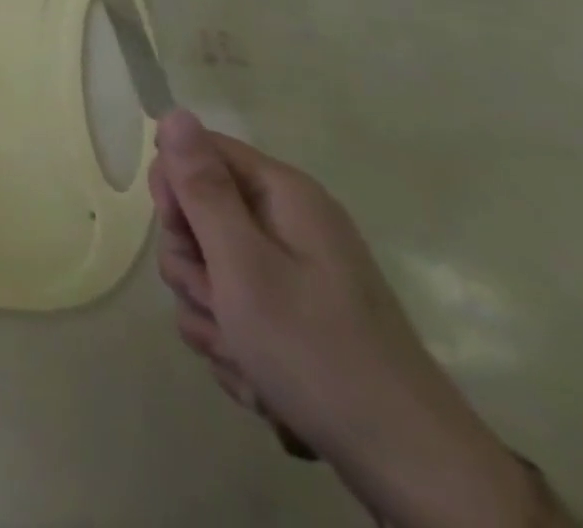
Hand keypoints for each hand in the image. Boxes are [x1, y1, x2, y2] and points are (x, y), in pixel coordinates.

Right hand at [151, 111, 553, 527]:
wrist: (409, 470)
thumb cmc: (316, 352)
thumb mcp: (243, 264)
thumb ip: (202, 187)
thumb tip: (173, 111)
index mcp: (281, 194)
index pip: (195, 152)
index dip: (176, 190)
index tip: (185, 236)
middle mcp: (286, 223)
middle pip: (196, 215)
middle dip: (192, 265)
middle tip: (218, 301)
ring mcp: (290, 273)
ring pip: (206, 270)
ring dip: (209, 313)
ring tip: (242, 353)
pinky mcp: (290, 317)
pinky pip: (229, 311)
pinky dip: (232, 344)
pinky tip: (258, 378)